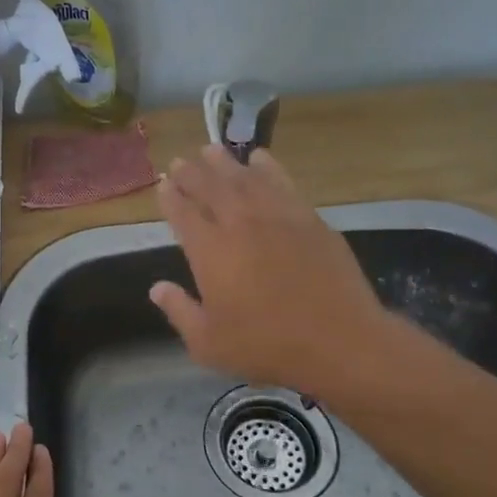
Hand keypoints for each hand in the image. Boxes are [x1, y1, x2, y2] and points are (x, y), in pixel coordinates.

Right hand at [151, 145, 419, 398]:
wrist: (339, 341)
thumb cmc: (267, 346)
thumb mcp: (209, 343)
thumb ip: (179, 311)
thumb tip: (156, 288)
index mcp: (209, 251)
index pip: (182, 212)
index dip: (170, 196)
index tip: (163, 184)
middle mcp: (239, 223)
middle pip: (210, 186)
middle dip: (192, 172)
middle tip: (181, 162)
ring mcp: (277, 216)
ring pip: (244, 177)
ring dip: (224, 162)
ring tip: (211, 150)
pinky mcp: (308, 218)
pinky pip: (282, 182)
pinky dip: (267, 166)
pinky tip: (260, 158)